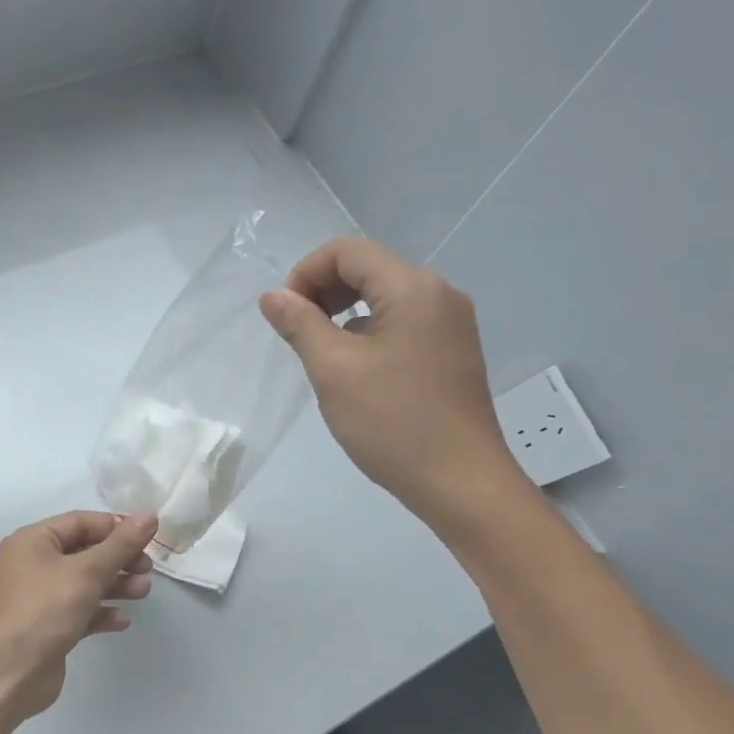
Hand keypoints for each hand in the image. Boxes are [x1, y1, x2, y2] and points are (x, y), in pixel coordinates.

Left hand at [0, 510, 157, 719]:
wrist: (14, 671)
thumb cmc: (47, 609)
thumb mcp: (88, 571)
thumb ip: (121, 544)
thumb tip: (149, 515)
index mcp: (33, 541)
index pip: (80, 522)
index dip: (115, 527)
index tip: (147, 538)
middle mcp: (32, 564)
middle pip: (84, 552)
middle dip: (118, 559)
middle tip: (147, 569)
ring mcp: (39, 597)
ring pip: (84, 582)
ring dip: (115, 585)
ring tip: (143, 592)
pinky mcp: (48, 625)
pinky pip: (79, 610)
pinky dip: (101, 611)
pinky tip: (122, 620)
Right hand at [259, 238, 525, 526]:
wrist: (460, 482)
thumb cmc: (393, 422)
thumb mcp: (334, 370)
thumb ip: (300, 324)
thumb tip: (272, 296)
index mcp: (413, 288)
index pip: (347, 251)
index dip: (305, 273)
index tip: (284, 315)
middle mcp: (439, 295)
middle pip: (368, 269)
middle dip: (323, 292)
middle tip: (296, 334)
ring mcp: (450, 325)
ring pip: (384, 298)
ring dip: (343, 314)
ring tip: (321, 356)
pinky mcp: (452, 353)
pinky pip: (402, 324)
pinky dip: (368, 333)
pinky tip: (354, 372)